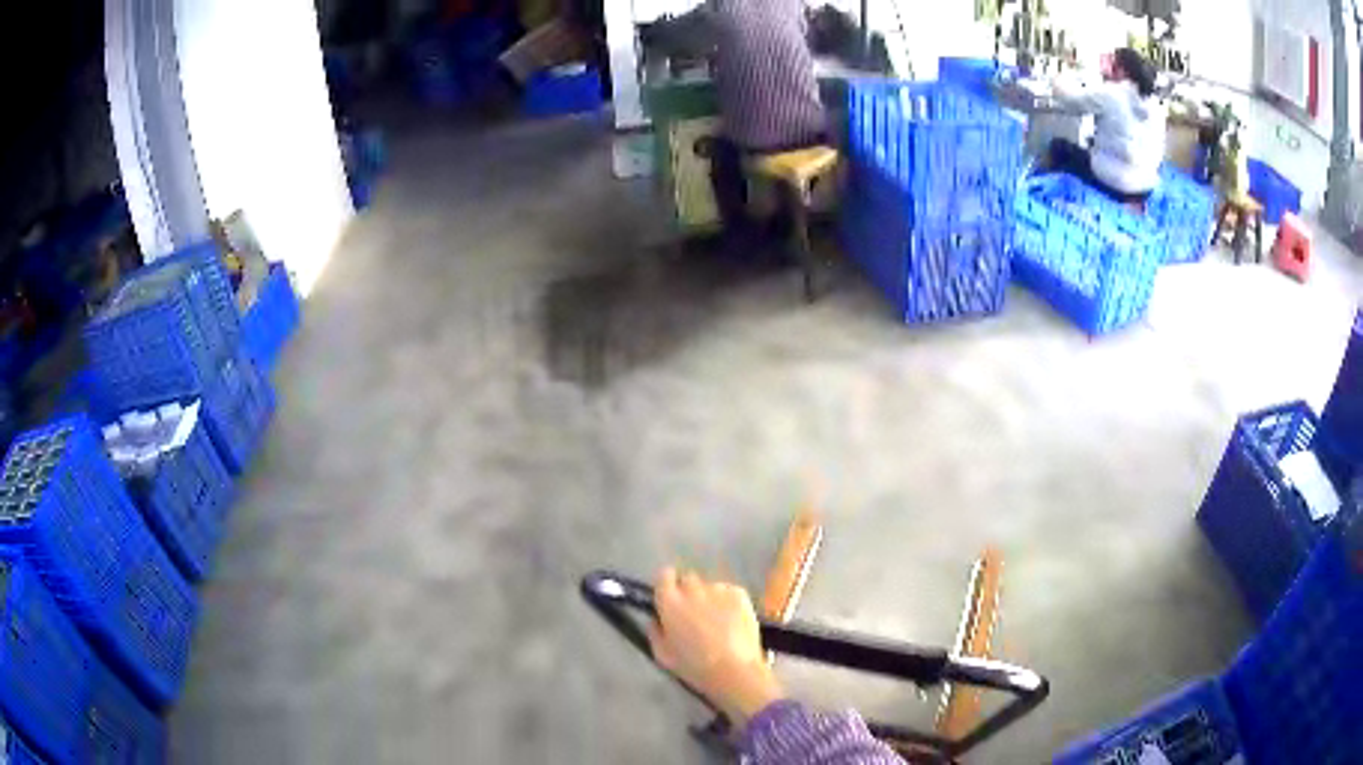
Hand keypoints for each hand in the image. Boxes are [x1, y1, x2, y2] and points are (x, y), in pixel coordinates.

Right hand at [647, 568, 784, 724]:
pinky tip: (733, 621)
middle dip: (689, 592)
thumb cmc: (694, 667)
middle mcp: (692, 589)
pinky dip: (728, 602)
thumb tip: (657, 620)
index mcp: (669, 602)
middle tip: (694, 614)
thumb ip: (655, 632)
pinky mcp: (740, 594)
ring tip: (717, 621)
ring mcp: (718, 589)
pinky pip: (729, 592)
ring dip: (710, 598)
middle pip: (688, 579)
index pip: (664, 576)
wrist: (734, 670)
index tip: (671, 598)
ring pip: (710, 587)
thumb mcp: (662, 655)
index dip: (667, 585)